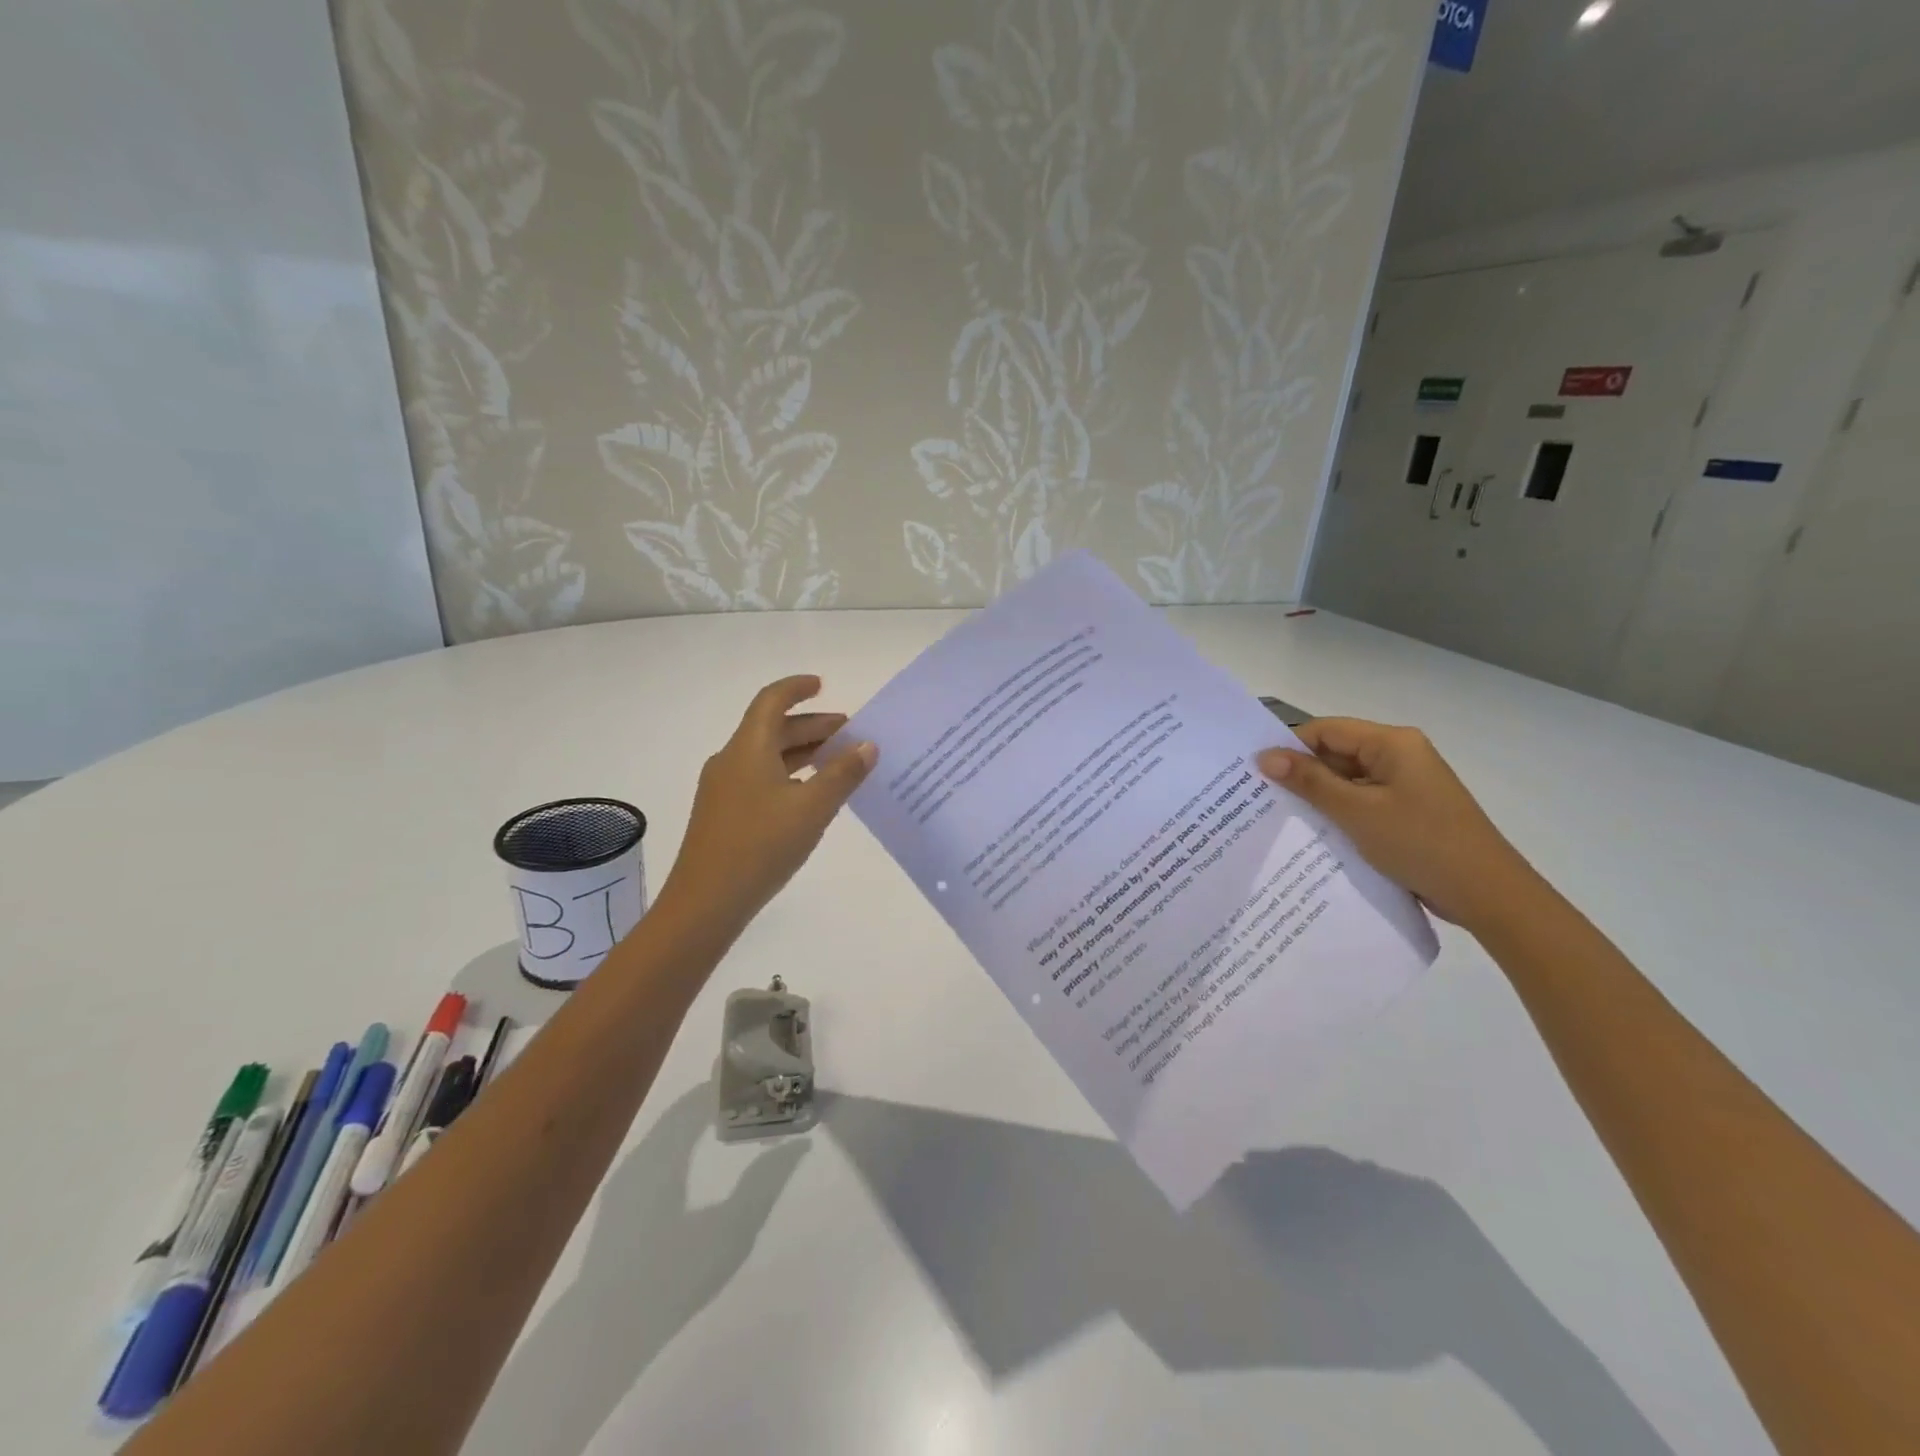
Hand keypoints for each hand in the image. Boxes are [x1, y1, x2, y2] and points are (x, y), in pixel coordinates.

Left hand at [661, 676, 876, 935]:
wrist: (705, 902)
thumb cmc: (761, 846)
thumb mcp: (812, 808)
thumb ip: (842, 774)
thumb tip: (867, 745)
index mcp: (747, 748)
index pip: (772, 701)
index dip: (797, 688)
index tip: (823, 685)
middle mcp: (731, 760)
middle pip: (771, 729)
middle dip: (811, 726)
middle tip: (848, 733)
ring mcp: (723, 788)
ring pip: (766, 756)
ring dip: (801, 752)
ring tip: (837, 762)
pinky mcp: (723, 814)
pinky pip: (760, 778)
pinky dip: (788, 775)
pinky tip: (810, 796)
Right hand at [1257, 718, 1536, 932]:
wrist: (1487, 894)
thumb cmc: (1420, 843)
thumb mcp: (1357, 812)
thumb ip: (1310, 782)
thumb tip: (1264, 756)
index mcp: (1392, 743)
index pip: (1326, 730)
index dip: (1289, 747)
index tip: (1255, 772)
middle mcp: (1399, 756)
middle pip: (1336, 754)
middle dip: (1301, 774)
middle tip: (1258, 797)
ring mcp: (1405, 786)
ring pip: (1347, 781)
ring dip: (1318, 798)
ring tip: (1278, 817)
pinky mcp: (1407, 812)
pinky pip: (1361, 803)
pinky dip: (1338, 815)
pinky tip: (1313, 834)